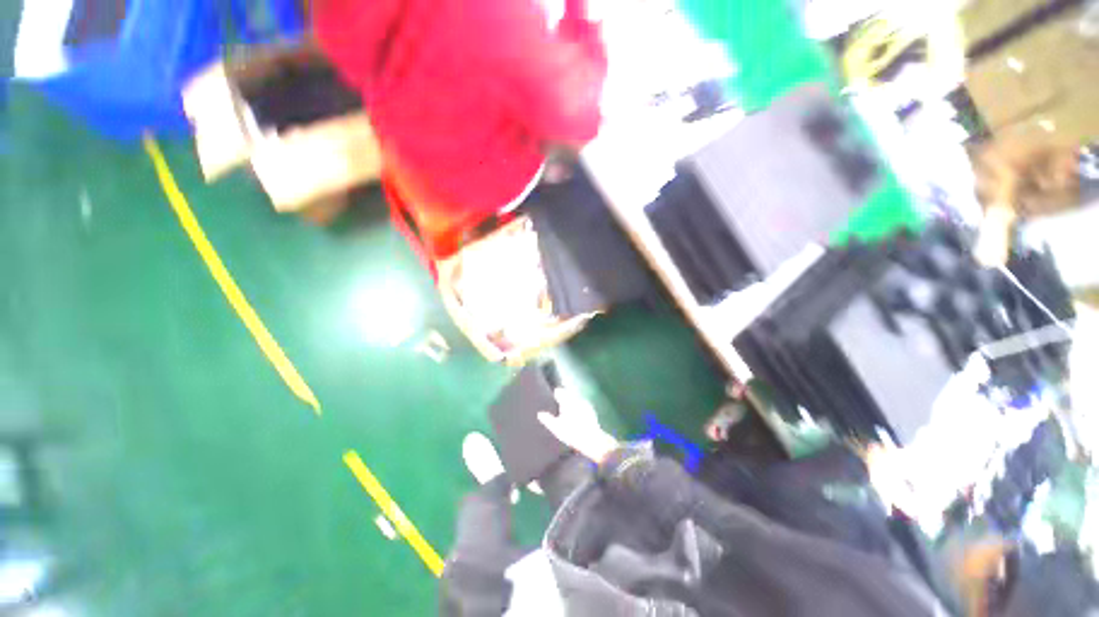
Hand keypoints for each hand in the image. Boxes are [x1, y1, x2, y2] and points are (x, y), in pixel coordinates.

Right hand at [538, 388, 618, 462]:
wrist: (592, 440)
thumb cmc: (572, 434)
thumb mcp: (557, 429)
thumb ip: (548, 420)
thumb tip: (540, 414)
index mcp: (567, 402)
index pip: (560, 392)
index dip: (556, 393)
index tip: (554, 394)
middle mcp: (576, 400)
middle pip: (568, 394)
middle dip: (564, 395)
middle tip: (560, 399)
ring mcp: (585, 405)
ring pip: (576, 398)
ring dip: (572, 400)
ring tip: (568, 407)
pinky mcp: (591, 410)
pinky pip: (582, 404)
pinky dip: (579, 406)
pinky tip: (577, 413)